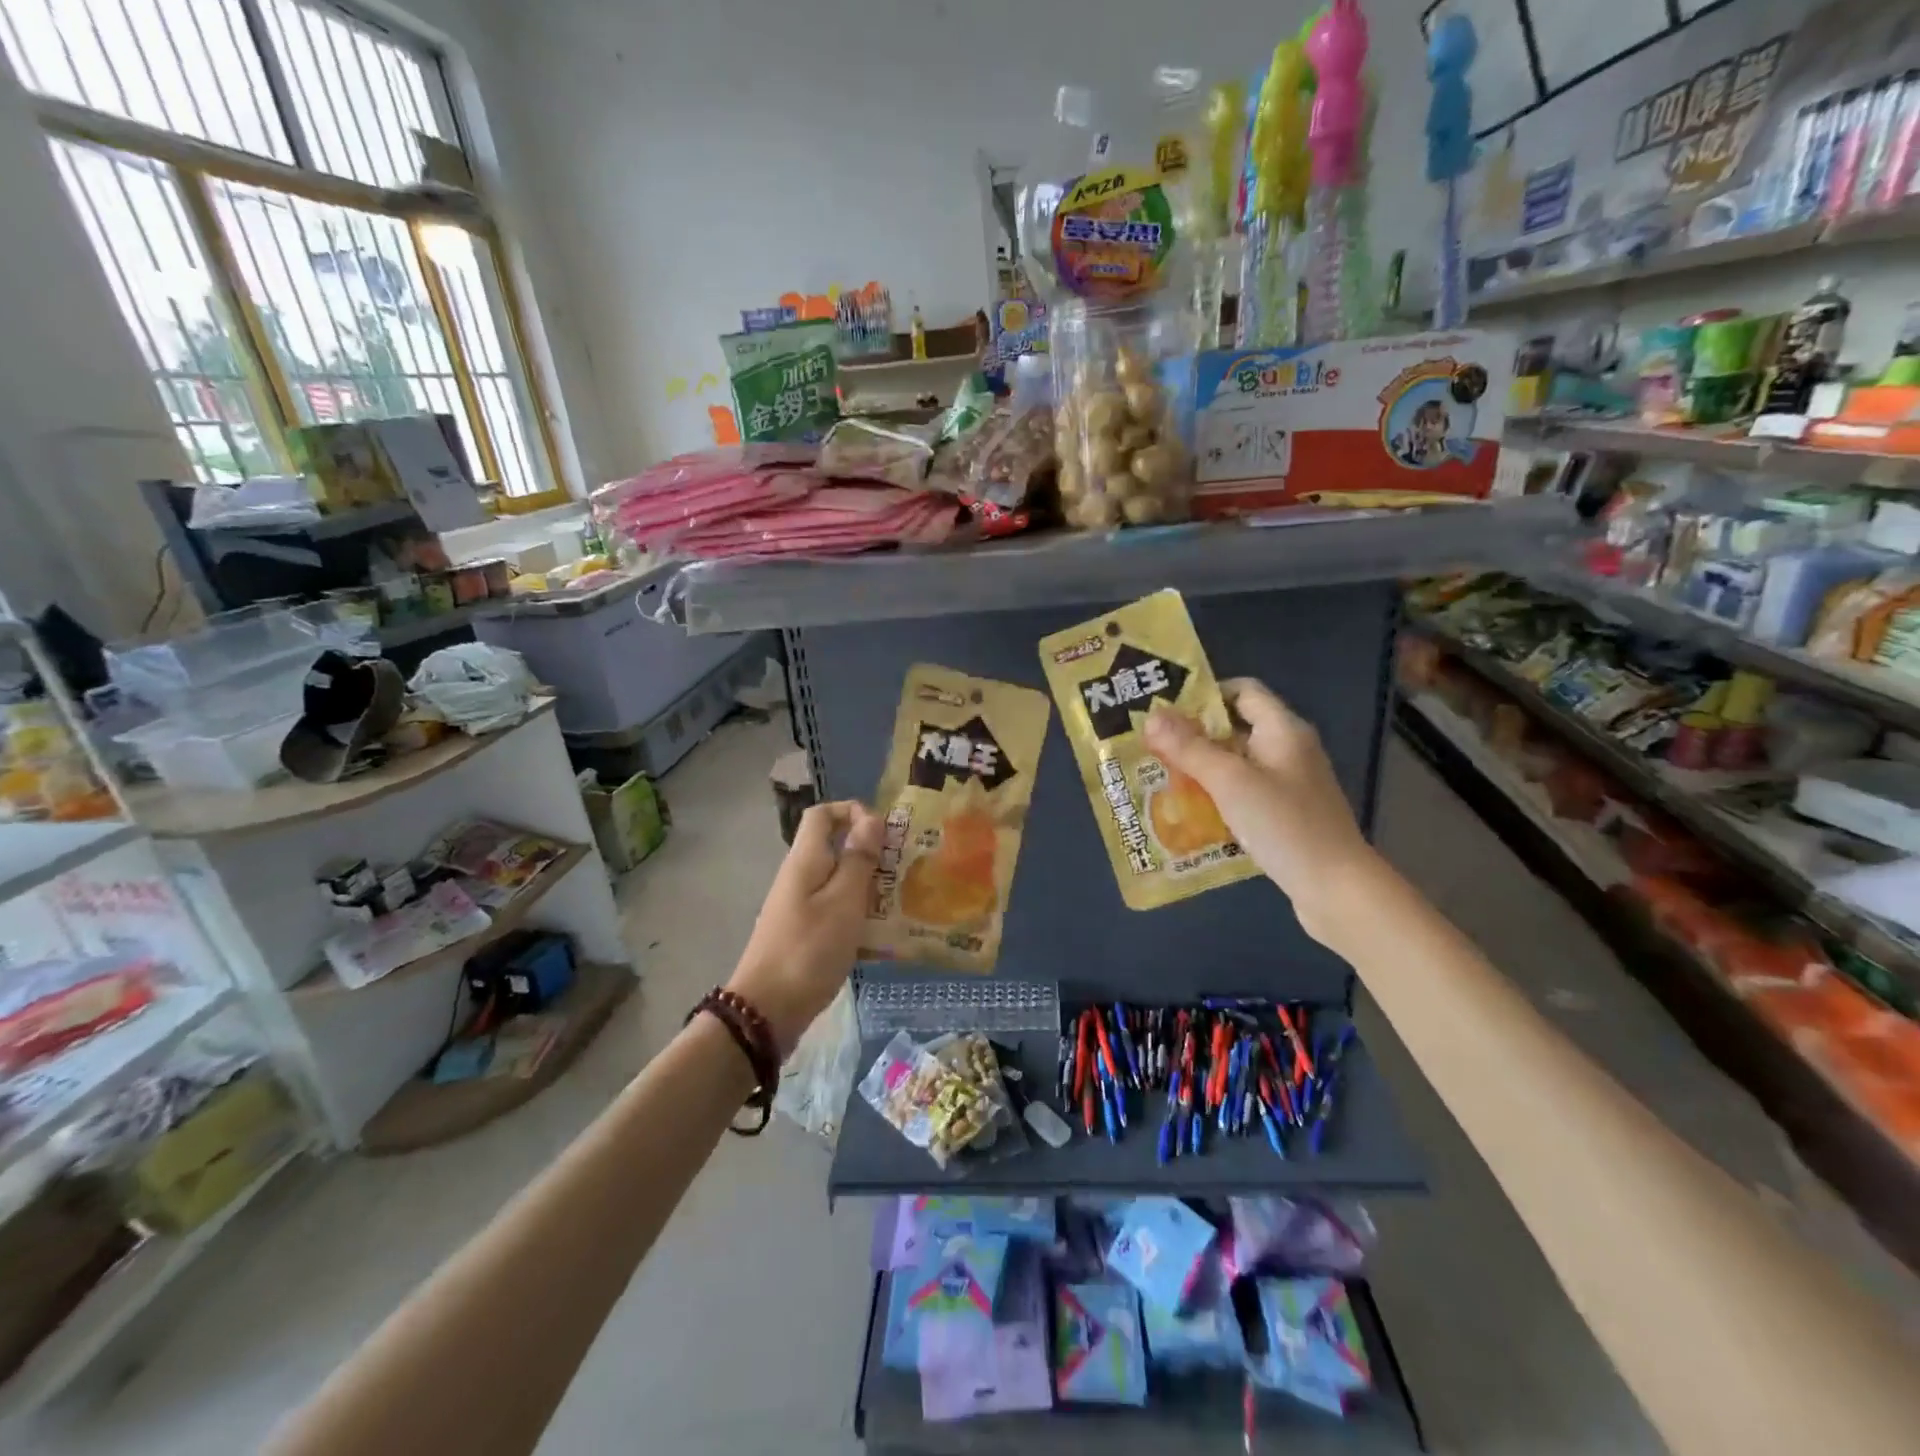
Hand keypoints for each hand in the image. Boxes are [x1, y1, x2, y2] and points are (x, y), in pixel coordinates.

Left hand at [727, 799, 883, 1053]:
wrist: (766, 1011)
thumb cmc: (810, 949)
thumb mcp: (844, 901)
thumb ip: (858, 859)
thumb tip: (870, 819)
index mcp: (805, 860)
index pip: (822, 815)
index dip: (852, 811)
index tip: (885, 832)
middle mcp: (799, 877)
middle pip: (834, 847)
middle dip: (870, 852)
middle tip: (904, 869)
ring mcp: (800, 907)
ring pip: (839, 881)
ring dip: (869, 885)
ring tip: (901, 900)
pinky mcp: (804, 933)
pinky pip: (836, 910)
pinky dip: (859, 914)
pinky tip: (883, 934)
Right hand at [1144, 679, 1376, 940]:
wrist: (1336, 888)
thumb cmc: (1284, 824)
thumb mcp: (1230, 781)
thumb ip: (1190, 748)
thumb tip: (1151, 716)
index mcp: (1283, 730)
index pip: (1243, 691)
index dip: (1205, 694)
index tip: (1166, 711)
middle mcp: (1288, 750)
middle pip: (1236, 727)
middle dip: (1194, 735)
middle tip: (1151, 747)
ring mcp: (1288, 783)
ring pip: (1237, 763)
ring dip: (1202, 768)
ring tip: (1160, 777)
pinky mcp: (1285, 813)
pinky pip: (1244, 792)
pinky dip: (1217, 795)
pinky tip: (1188, 811)